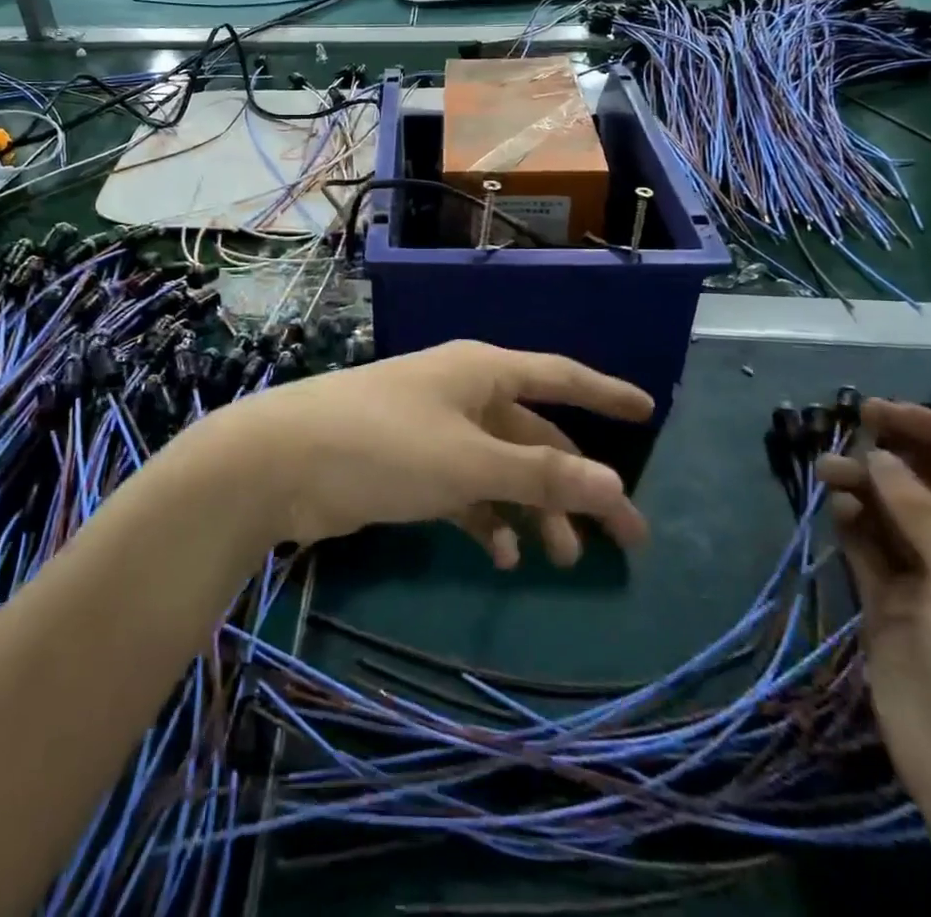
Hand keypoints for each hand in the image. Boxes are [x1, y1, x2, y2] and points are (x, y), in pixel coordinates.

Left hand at [202, 341, 652, 565]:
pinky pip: (464, 490)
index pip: (558, 376)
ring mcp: (433, 430)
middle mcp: (462, 393)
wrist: (283, 462)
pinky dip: (486, 518)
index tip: (647, 411)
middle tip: (623, 540)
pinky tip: (500, 554)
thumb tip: (614, 485)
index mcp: (481, 372)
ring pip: (501, 468)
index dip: (604, 393)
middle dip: (576, 484)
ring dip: (532, 509)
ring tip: (559, 559)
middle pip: (535, 437)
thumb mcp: (469, 462)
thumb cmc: (384, 445)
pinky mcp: (408, 466)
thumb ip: (539, 476)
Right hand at [816, 402, 930, 833]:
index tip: (888, 411)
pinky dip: (854, 524)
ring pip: (898, 517)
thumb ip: (923, 515)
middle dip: (899, 458)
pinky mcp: (892, 606)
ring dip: (867, 488)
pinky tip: (836, 507)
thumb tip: (879, 457)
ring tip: (829, 470)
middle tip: (851, 426)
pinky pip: (871, 551)